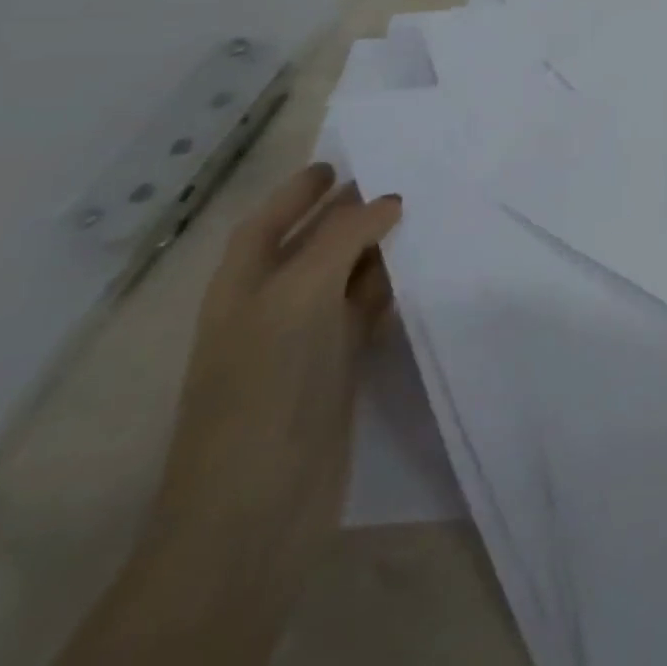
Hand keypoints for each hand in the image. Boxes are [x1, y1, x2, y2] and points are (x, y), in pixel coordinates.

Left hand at [69, 165, 402, 664]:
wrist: (258, 503)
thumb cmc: (267, 382)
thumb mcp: (299, 291)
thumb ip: (345, 235)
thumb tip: (388, 200)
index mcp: (242, 284)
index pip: (268, 222)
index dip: (298, 191)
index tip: (339, 162)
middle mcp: (270, 305)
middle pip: (312, 244)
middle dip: (349, 212)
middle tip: (402, 180)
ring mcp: (303, 340)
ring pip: (345, 276)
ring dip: (378, 249)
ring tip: (424, 216)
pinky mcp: (335, 369)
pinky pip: (365, 311)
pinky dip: (390, 288)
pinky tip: (422, 272)